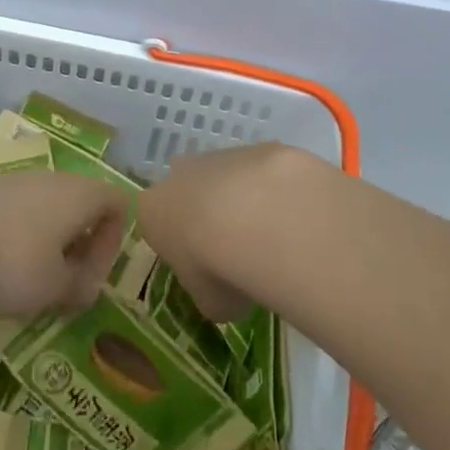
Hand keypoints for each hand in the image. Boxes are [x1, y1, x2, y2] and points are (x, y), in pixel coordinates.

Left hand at [0, 172, 130, 318]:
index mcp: (85, 195)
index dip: (113, 243)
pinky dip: (16, 239)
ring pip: (48, 213)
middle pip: (82, 210)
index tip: (90, 276)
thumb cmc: (14, 257)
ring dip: (45, 247)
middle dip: (76, 250)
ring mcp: (22, 179)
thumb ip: (79, 289)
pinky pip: (18, 214)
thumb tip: (86, 288)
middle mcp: (59, 179)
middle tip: (61, 285)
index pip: (119, 206)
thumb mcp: (54, 288)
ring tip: (25, 283)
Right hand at [135, 143, 334, 320]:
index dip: (179, 245)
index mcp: (153, 210)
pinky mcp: (261, 147)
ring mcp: (221, 155)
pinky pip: (265, 172)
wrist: (258, 220)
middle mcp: (180, 174)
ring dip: (244, 199)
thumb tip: (227, 296)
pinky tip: (295, 216)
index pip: (156, 223)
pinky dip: (277, 190)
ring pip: (229, 177)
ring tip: (273, 235)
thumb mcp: (210, 302)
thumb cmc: (216, 268)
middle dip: (208, 212)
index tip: (201, 267)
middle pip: (189, 190)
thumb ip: (212, 295)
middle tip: (235, 247)